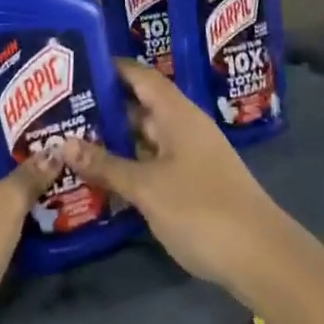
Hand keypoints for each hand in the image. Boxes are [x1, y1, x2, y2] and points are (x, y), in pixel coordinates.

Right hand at [60, 59, 298, 302]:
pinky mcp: (193, 184)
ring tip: (72, 140)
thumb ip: (105, 165)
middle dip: (104, 108)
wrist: (261, 257)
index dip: (110, 68)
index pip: (140, 75)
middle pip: (140, 106)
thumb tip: (63, 143)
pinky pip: (154, 163)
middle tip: (62, 110)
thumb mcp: (146, 187)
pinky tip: (102, 177)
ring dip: (114, 140)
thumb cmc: (201, 209)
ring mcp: (191, 156)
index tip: (75, 66)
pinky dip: (130, 165)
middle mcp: (184, 127)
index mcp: (177, 113)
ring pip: (145, 138)